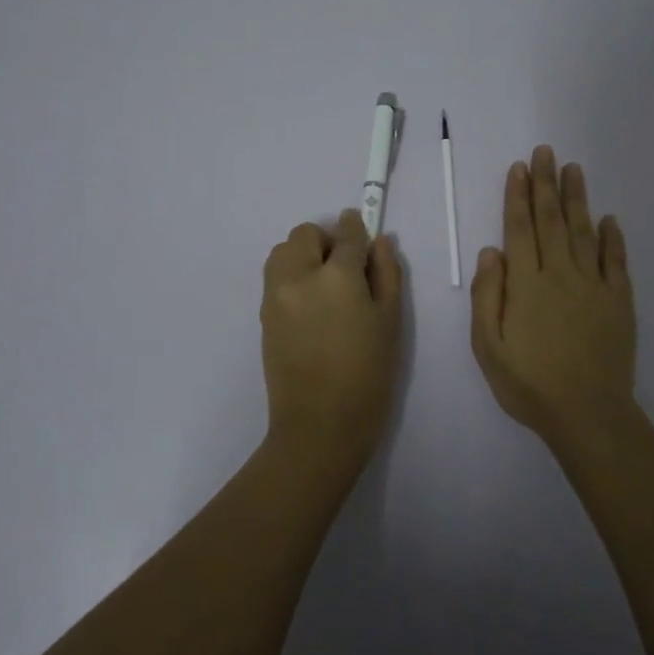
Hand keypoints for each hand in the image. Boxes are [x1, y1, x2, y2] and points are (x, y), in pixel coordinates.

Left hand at [261, 209, 404, 475]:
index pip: (347, 234)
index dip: (357, 228)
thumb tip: (378, 242)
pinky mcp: (263, 314)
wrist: (320, 425)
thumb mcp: (390, 321)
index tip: (363, 231)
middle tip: (346, 270)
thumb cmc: (368, 375)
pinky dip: (291, 276)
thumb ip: (386, 273)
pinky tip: (311, 307)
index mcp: (337, 276)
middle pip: (305, 234)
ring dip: (303, 255)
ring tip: (324, 287)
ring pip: (283, 251)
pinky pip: (275, 277)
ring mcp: (275, 295)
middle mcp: (299, 276)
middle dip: (326, 241)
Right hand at [470, 145, 638, 452]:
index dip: (518, 195)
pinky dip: (613, 239)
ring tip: (574, 169)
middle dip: (546, 184)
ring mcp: (594, 286)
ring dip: (577, 199)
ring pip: (584, 232)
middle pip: (552, 220)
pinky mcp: (619, 302)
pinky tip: (610, 219)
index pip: (520, 228)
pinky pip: (616, 262)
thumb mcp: (488, 346)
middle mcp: (560, 274)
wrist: (588, 414)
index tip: (520, 168)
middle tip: (546, 152)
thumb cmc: (529, 383)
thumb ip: (487, 296)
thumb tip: (491, 251)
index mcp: (526, 284)